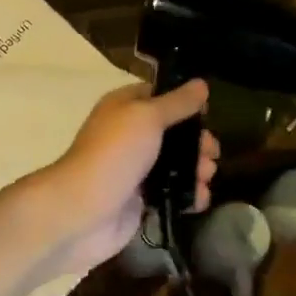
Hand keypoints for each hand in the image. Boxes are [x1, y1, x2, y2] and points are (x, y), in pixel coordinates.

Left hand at [41, 80, 218, 273]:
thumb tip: (202, 84)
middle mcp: (129, 135)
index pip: (159, 96)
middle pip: (173, 132)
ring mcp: (135, 169)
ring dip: (197, 168)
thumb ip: (177, 102)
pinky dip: (189, 194)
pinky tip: (199, 199)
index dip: (184, 102)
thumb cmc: (115, 153)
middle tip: (211, 152)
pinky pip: (172, 192)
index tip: (208, 112)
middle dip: (197, 141)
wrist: (83, 211)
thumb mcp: (148, 117)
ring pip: (175, 164)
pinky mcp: (140, 200)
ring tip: (206, 176)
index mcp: (125, 107)